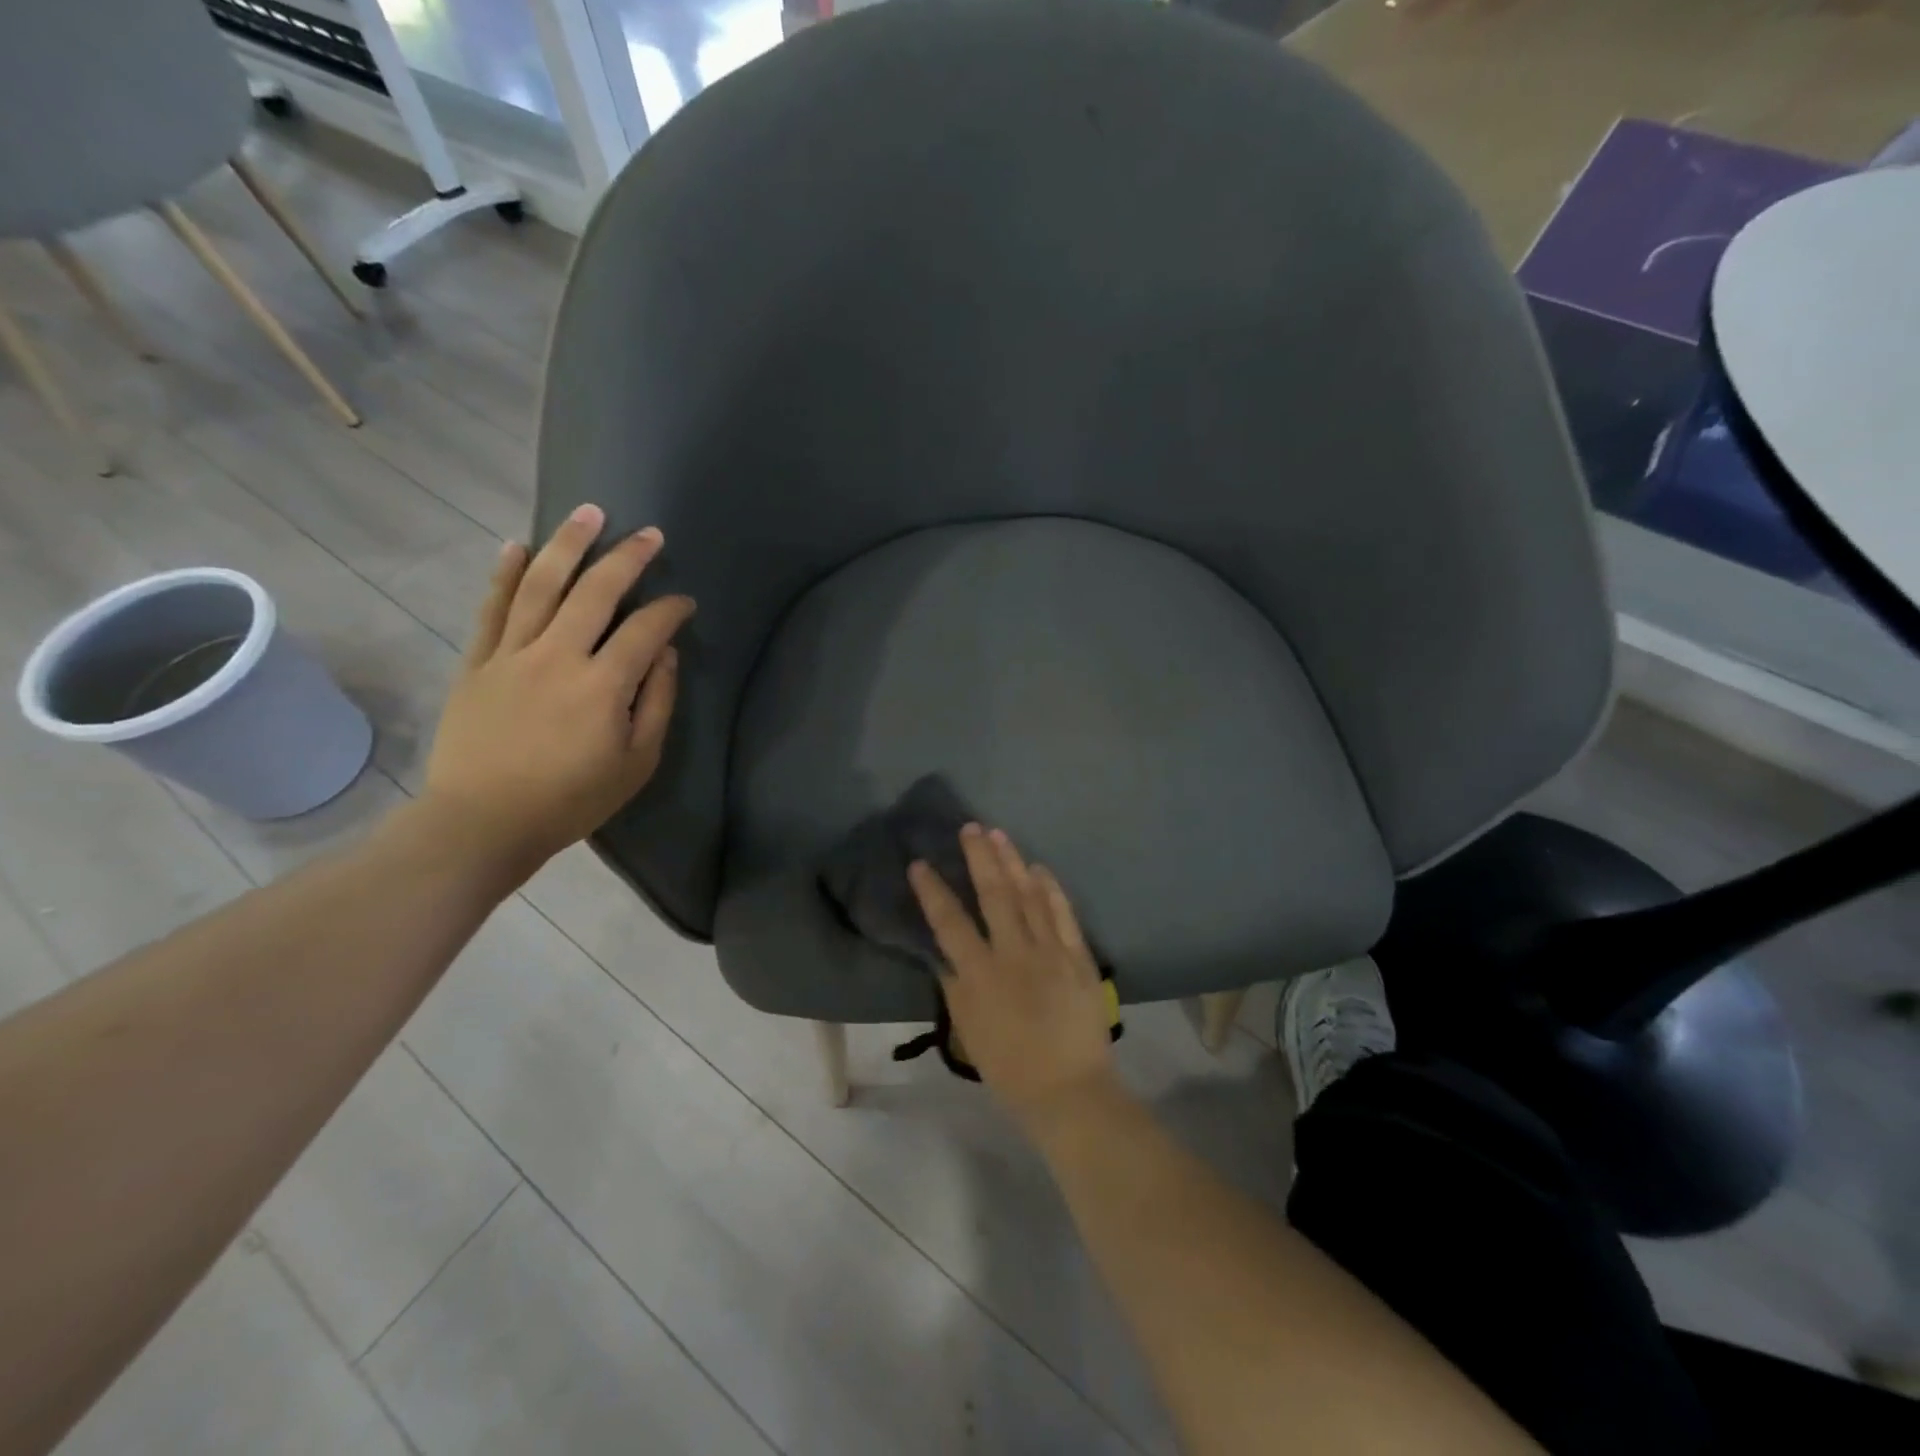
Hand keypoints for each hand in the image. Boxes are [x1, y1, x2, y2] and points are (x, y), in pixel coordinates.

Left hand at [419, 504, 693, 881]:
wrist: (483, 822)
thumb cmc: (572, 799)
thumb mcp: (637, 762)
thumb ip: (656, 702)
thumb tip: (663, 652)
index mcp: (603, 685)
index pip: (645, 629)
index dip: (670, 610)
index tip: (685, 602)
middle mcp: (558, 656)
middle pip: (595, 591)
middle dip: (627, 557)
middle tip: (649, 534)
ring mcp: (512, 654)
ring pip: (541, 585)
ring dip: (568, 545)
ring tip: (588, 513)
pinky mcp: (477, 662)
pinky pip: (492, 608)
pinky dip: (505, 574)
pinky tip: (517, 545)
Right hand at [909, 826, 1118, 1125]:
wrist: (1069, 1089)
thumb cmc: (1010, 1067)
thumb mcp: (968, 1031)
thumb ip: (955, 987)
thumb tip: (946, 952)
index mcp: (981, 975)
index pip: (950, 923)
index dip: (933, 891)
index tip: (919, 864)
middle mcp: (1014, 954)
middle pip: (994, 895)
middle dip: (979, 858)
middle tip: (970, 828)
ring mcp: (1050, 952)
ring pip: (1029, 896)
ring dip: (1013, 862)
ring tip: (999, 834)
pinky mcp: (1078, 956)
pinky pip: (1063, 914)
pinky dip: (1050, 889)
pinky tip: (1039, 868)